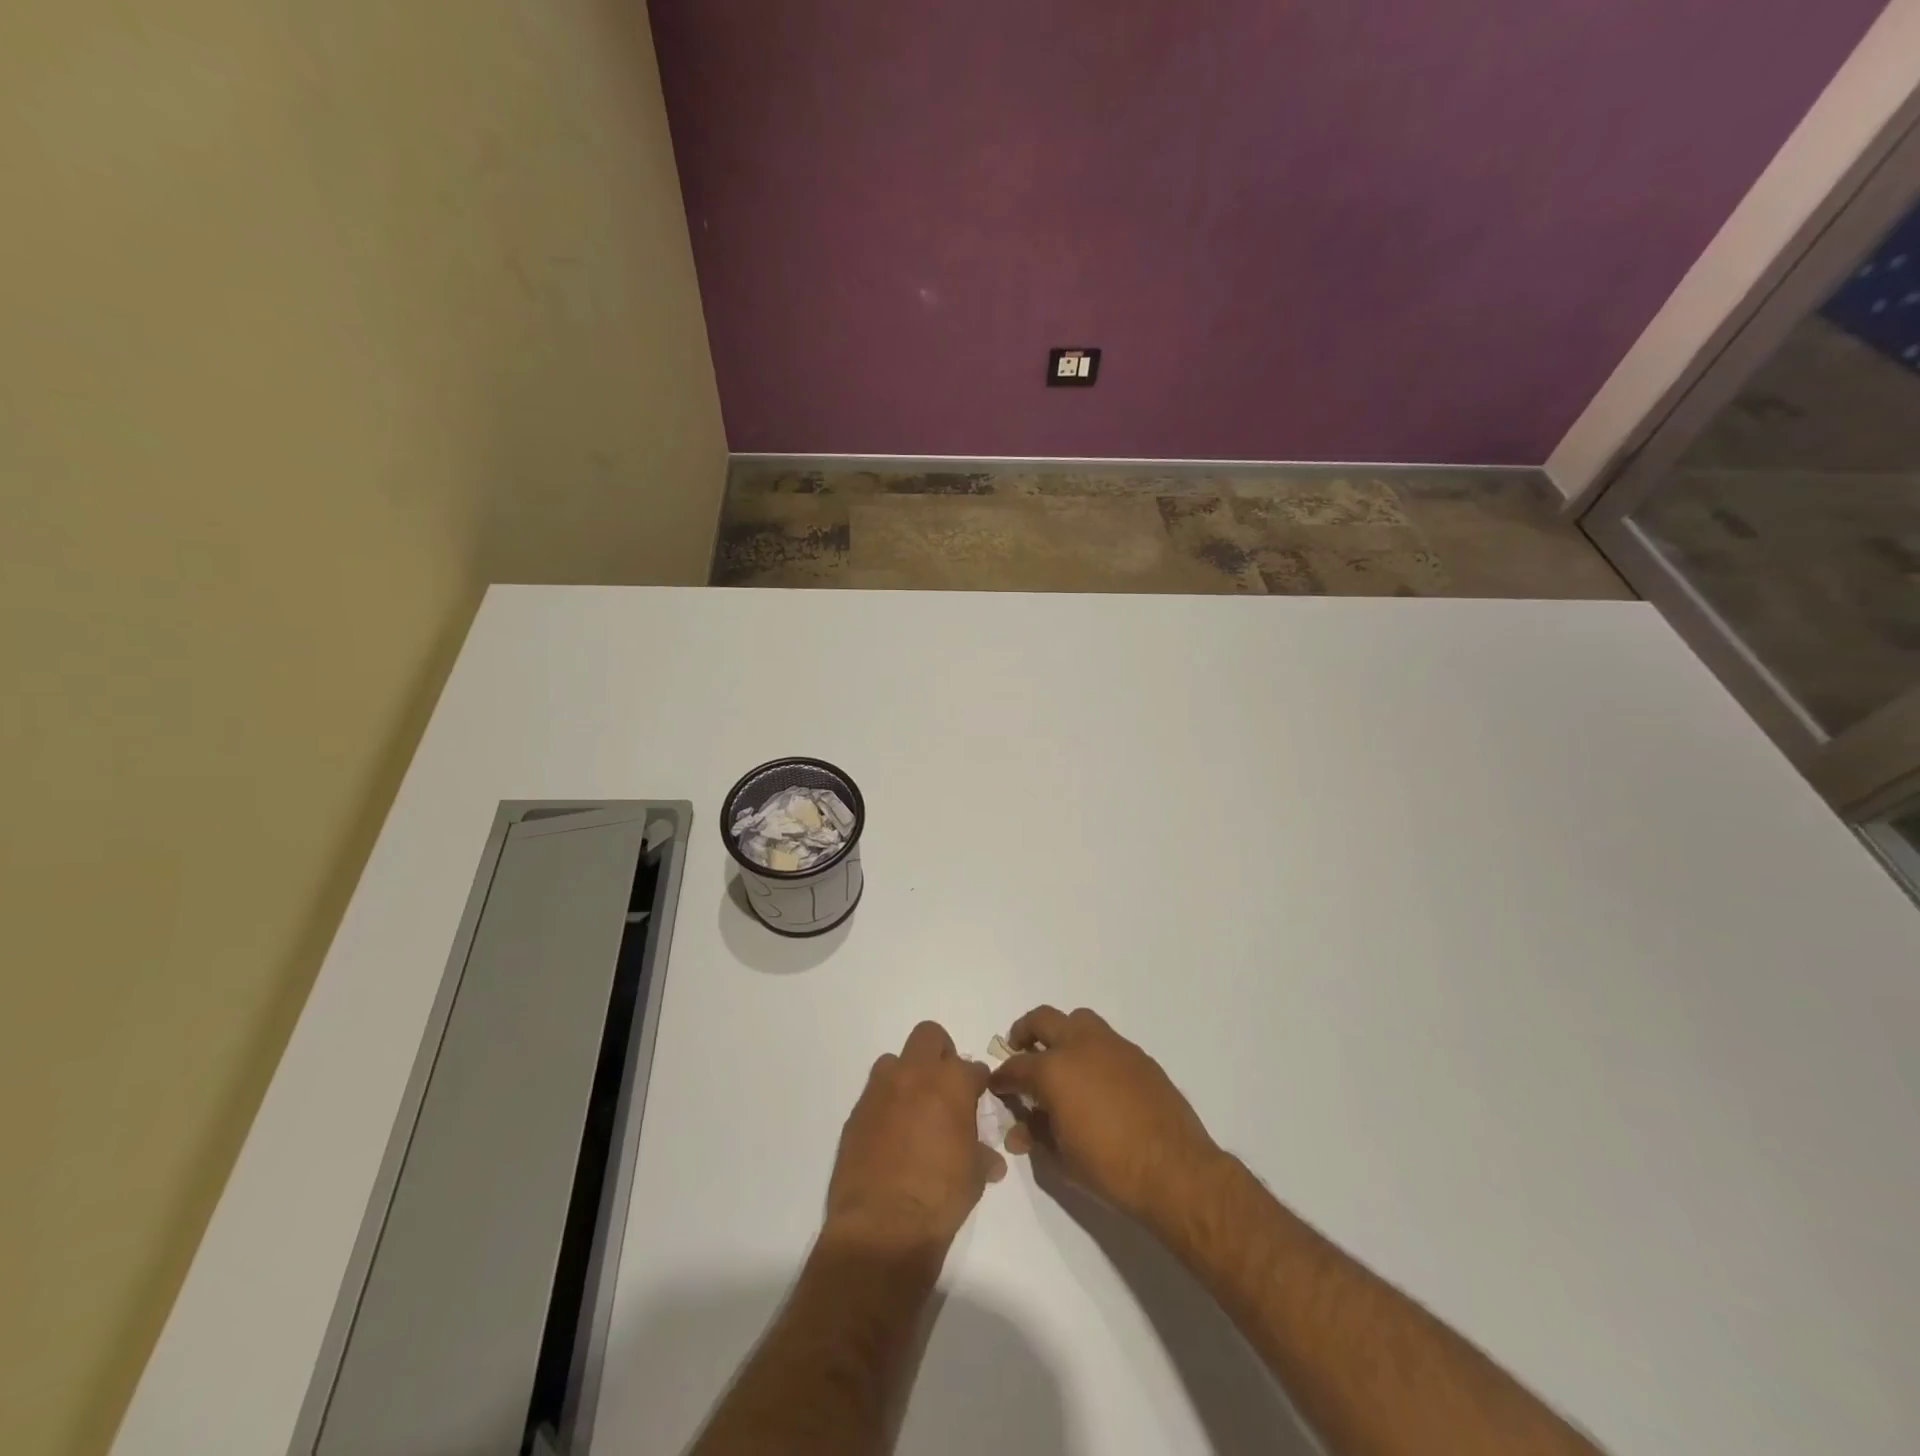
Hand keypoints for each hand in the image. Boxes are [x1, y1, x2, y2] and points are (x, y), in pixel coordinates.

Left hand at [824, 1021, 1005, 1252]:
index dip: (977, 1083)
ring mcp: (881, 1090)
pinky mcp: (856, 1112)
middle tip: (945, 1085)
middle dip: (940, 1053)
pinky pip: (874, 1095)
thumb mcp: (974, 1176)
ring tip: (914, 1109)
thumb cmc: (940, 1197)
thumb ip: (981, 1154)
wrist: (882, 1226)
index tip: (977, 1098)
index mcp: (951, 1083)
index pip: (973, 1068)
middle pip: (929, 1036)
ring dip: (906, 1076)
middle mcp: (915, 1074)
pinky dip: (885, 1105)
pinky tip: (890, 1135)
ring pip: (894, 1061)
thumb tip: (990, 1159)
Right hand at [991, 1006, 1221, 1230]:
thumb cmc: (1109, 1168)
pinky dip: (1091, 1049)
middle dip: (1025, 1032)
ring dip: (1062, 1032)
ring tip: (1060, 1057)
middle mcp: (1079, 1045)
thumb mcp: (1061, 1159)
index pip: (1016, 1067)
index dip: (1002, 1077)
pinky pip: (1105, 1039)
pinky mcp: (1137, 1054)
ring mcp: (1111, 1045)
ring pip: (1077, 1019)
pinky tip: (1096, 1078)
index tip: (997, 1085)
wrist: (1174, 1169)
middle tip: (1020, 1049)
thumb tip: (1020, 1129)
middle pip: (1042, 1020)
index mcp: (1054, 1070)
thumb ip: (1036, 1135)